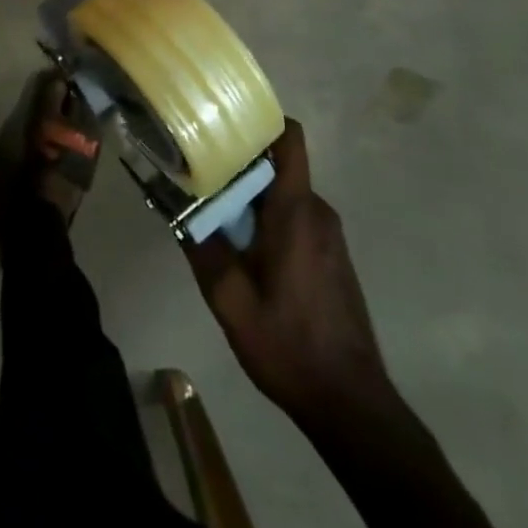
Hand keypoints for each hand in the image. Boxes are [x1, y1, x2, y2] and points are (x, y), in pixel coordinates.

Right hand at [185, 120, 392, 427]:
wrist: (352, 406)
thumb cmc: (290, 345)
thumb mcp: (230, 301)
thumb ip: (202, 247)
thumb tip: (174, 206)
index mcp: (296, 211)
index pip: (289, 139)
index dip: (260, 120)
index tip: (223, 121)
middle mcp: (318, 212)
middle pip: (277, 166)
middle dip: (239, 166)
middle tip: (198, 175)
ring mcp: (330, 236)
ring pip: (284, 194)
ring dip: (251, 199)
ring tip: (214, 215)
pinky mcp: (332, 257)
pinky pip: (296, 218)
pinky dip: (268, 220)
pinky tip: (244, 251)